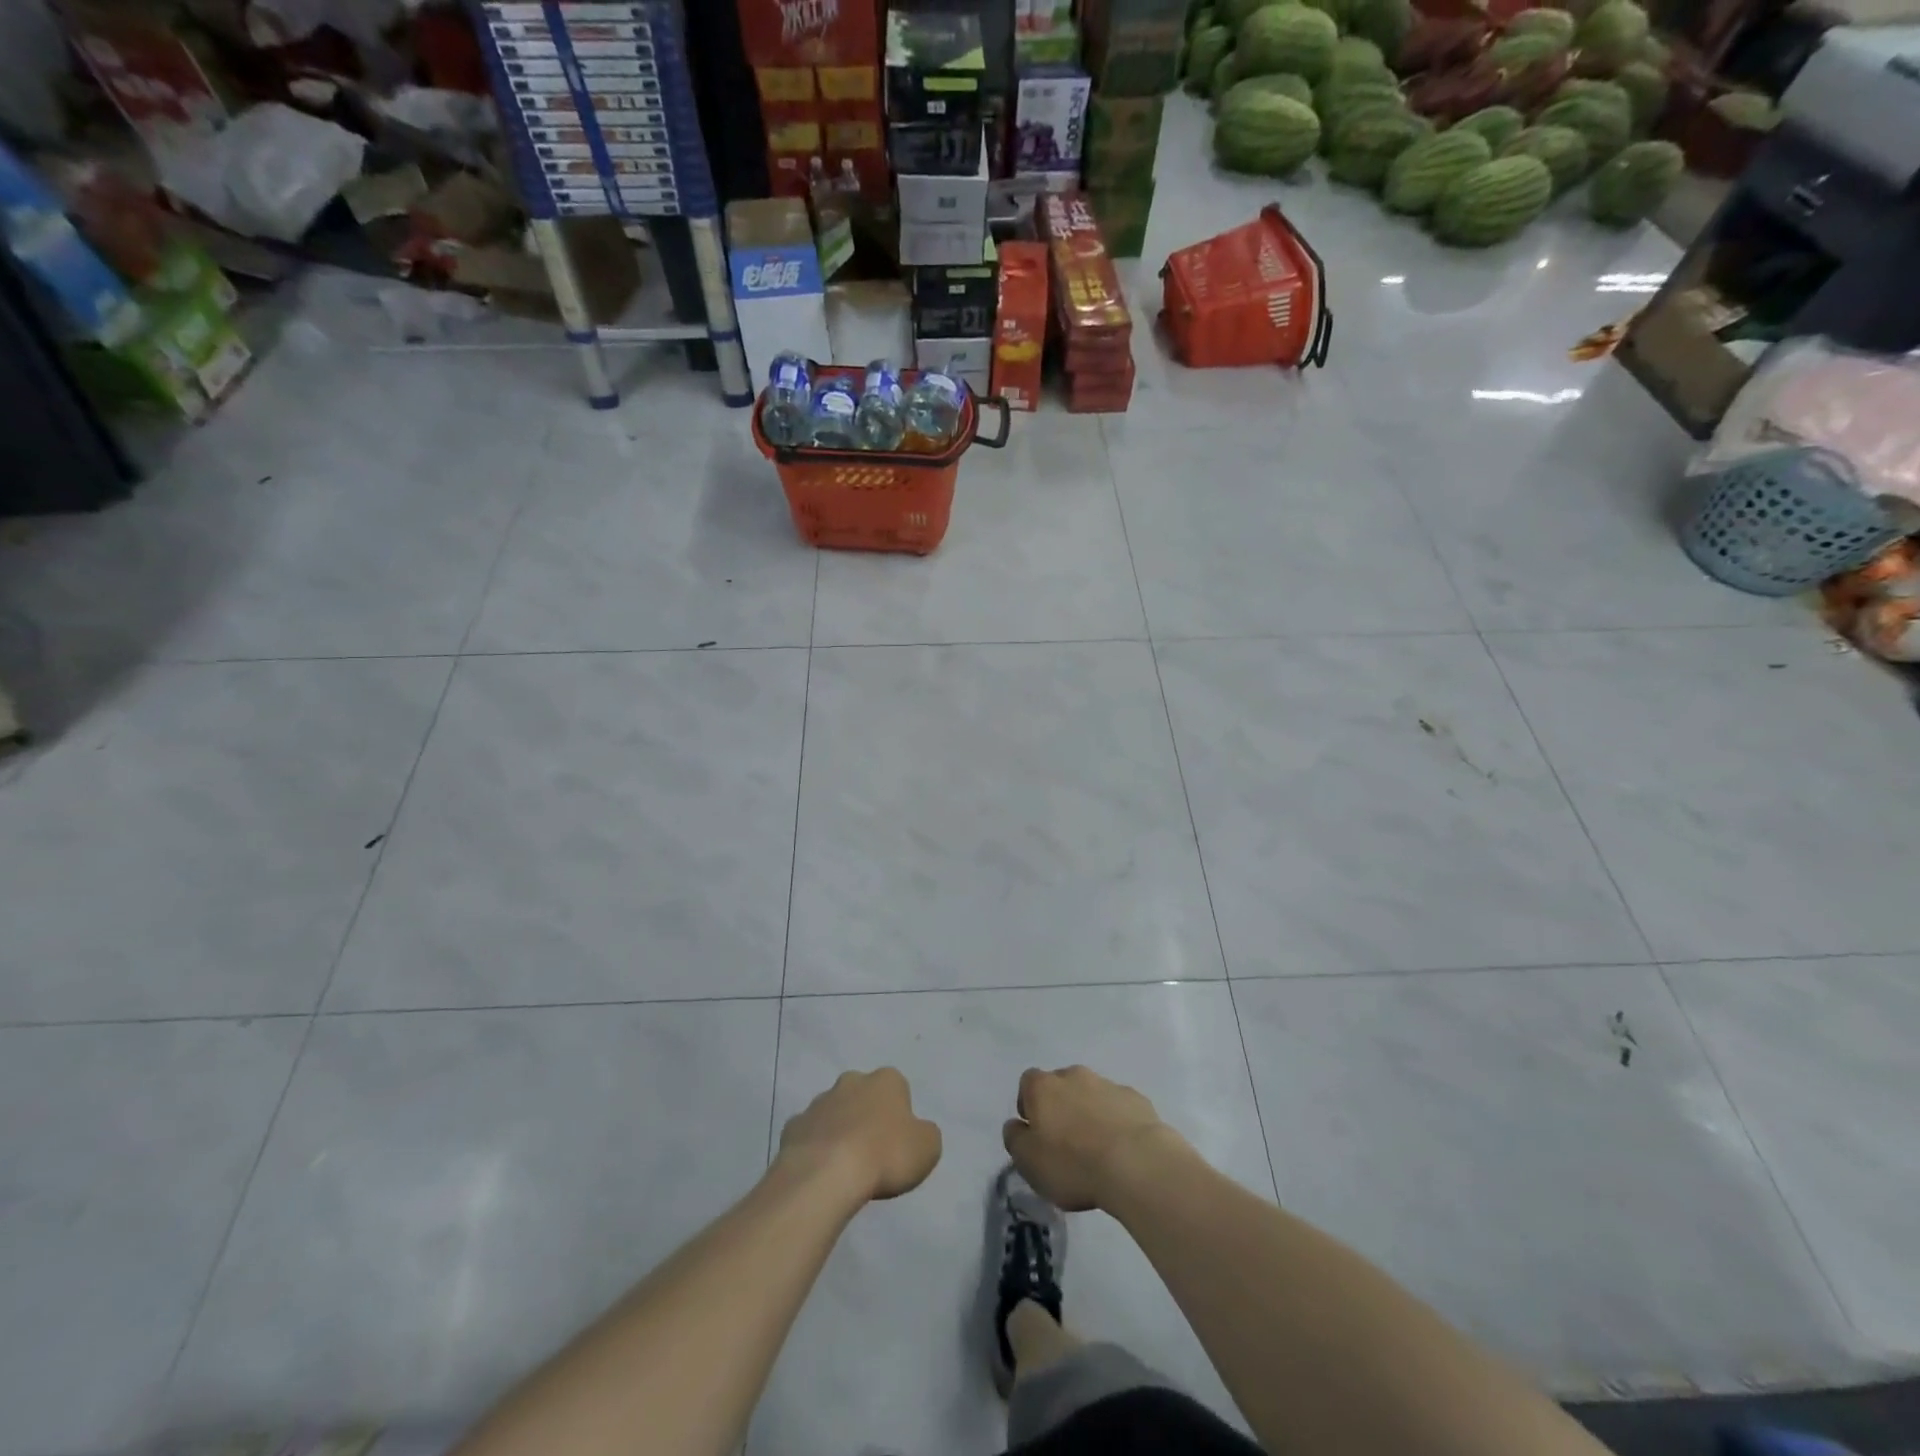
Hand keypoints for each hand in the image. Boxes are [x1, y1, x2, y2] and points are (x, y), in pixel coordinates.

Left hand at [777, 1068, 941, 1204]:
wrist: (826, 1175)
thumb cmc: (885, 1155)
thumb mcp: (927, 1148)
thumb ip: (925, 1135)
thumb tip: (916, 1133)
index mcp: (886, 1080)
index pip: (898, 1089)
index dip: (900, 1116)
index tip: (899, 1143)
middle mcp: (851, 1081)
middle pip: (862, 1096)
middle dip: (866, 1117)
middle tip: (872, 1153)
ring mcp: (818, 1103)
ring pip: (833, 1114)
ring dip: (839, 1132)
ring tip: (844, 1169)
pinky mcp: (793, 1127)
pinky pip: (809, 1136)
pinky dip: (814, 1150)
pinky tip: (820, 1174)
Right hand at [1002, 1065, 1181, 1211]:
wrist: (1135, 1163)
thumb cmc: (1073, 1163)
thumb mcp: (1028, 1162)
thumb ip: (1015, 1139)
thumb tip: (1016, 1125)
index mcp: (1043, 1086)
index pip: (1027, 1083)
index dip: (1029, 1107)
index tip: (1036, 1134)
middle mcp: (1073, 1075)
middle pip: (1061, 1086)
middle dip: (1061, 1108)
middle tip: (1066, 1143)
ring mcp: (1107, 1084)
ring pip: (1091, 1095)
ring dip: (1089, 1114)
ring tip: (1097, 1150)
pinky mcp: (1135, 1098)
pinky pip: (1118, 1107)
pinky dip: (1116, 1121)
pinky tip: (1121, 1149)